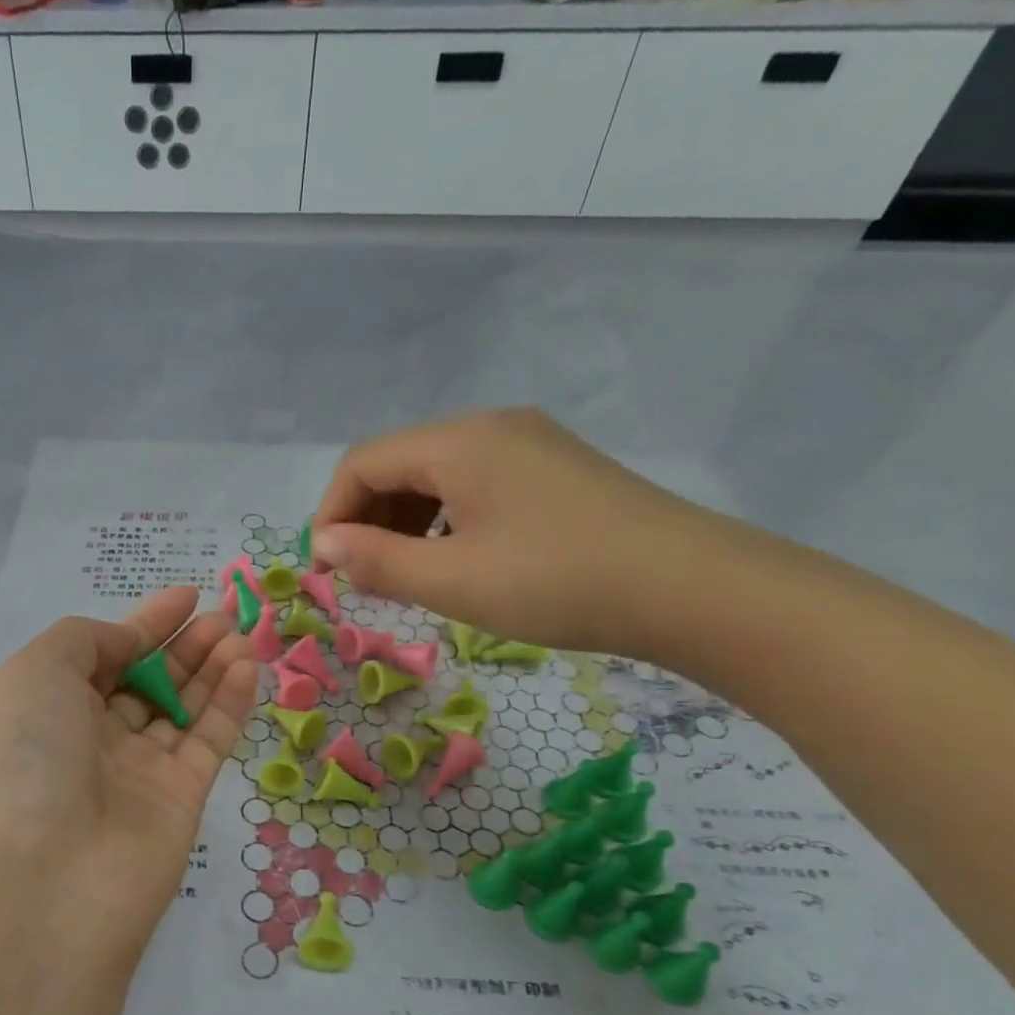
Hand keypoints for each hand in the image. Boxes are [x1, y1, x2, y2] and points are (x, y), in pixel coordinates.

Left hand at [0, 586, 256, 971]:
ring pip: (183, 709)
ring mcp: (137, 773)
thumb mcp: (35, 671)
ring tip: (241, 633)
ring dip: (212, 668)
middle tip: (225, 614)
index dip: (144, 625)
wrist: (43, 881)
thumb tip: (129, 646)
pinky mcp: (181, 801)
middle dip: (184, 646)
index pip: (104, 656)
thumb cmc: (26, 757)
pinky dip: (230, 703)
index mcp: (47, 709)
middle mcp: (91, 740)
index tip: (186, 595)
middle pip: (147, 683)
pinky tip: (247, 665)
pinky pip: (209, 740)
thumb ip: (86, 641)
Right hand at [311, 408, 748, 657]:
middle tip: (363, 578)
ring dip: (406, 522)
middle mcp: (490, 426)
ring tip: (406, 575)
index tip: (326, 570)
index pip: (363, 462)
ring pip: (438, 475)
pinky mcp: (556, 469)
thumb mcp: (451, 581)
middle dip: (367, 518)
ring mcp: (529, 443)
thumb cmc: (555, 582)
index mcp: (458, 442)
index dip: (331, 514)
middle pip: (399, 462)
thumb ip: (376, 561)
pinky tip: (457, 559)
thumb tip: (324, 545)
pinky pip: (476, 484)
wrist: (690, 587)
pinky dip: (446, 519)